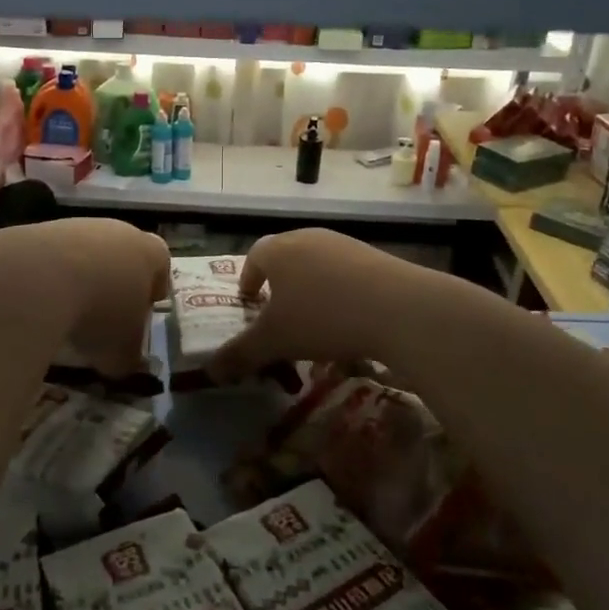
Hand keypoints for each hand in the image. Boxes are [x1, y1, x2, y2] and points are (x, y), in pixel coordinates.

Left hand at [0, 218, 168, 378]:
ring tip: (67, 312)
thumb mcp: (121, 351)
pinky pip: (52, 256)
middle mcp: (118, 230)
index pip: (161, 264)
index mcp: (150, 253)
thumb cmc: (99, 312)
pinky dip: (50, 277)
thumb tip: (121, 365)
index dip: (154, 288)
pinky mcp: (40, 229)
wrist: (39, 278)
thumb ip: (127, 358)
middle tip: (105, 315)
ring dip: (80, 278)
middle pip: (123, 255)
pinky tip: (40, 301)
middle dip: (116, 283)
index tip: (142, 310)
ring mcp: (78, 226)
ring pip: (86, 253)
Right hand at [209, 229, 405, 382]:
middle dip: (278, 284)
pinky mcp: (374, 256)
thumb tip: (210, 371)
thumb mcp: (274, 341)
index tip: (249, 302)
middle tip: (279, 313)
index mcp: (278, 250)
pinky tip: (348, 320)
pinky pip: (345, 273)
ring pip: (316, 264)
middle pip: (285, 256)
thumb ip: (240, 354)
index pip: (254, 257)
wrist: (398, 308)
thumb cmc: (321, 318)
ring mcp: (344, 244)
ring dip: (310, 288)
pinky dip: (339, 292)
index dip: (248, 279)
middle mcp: (308, 238)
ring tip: (314, 320)